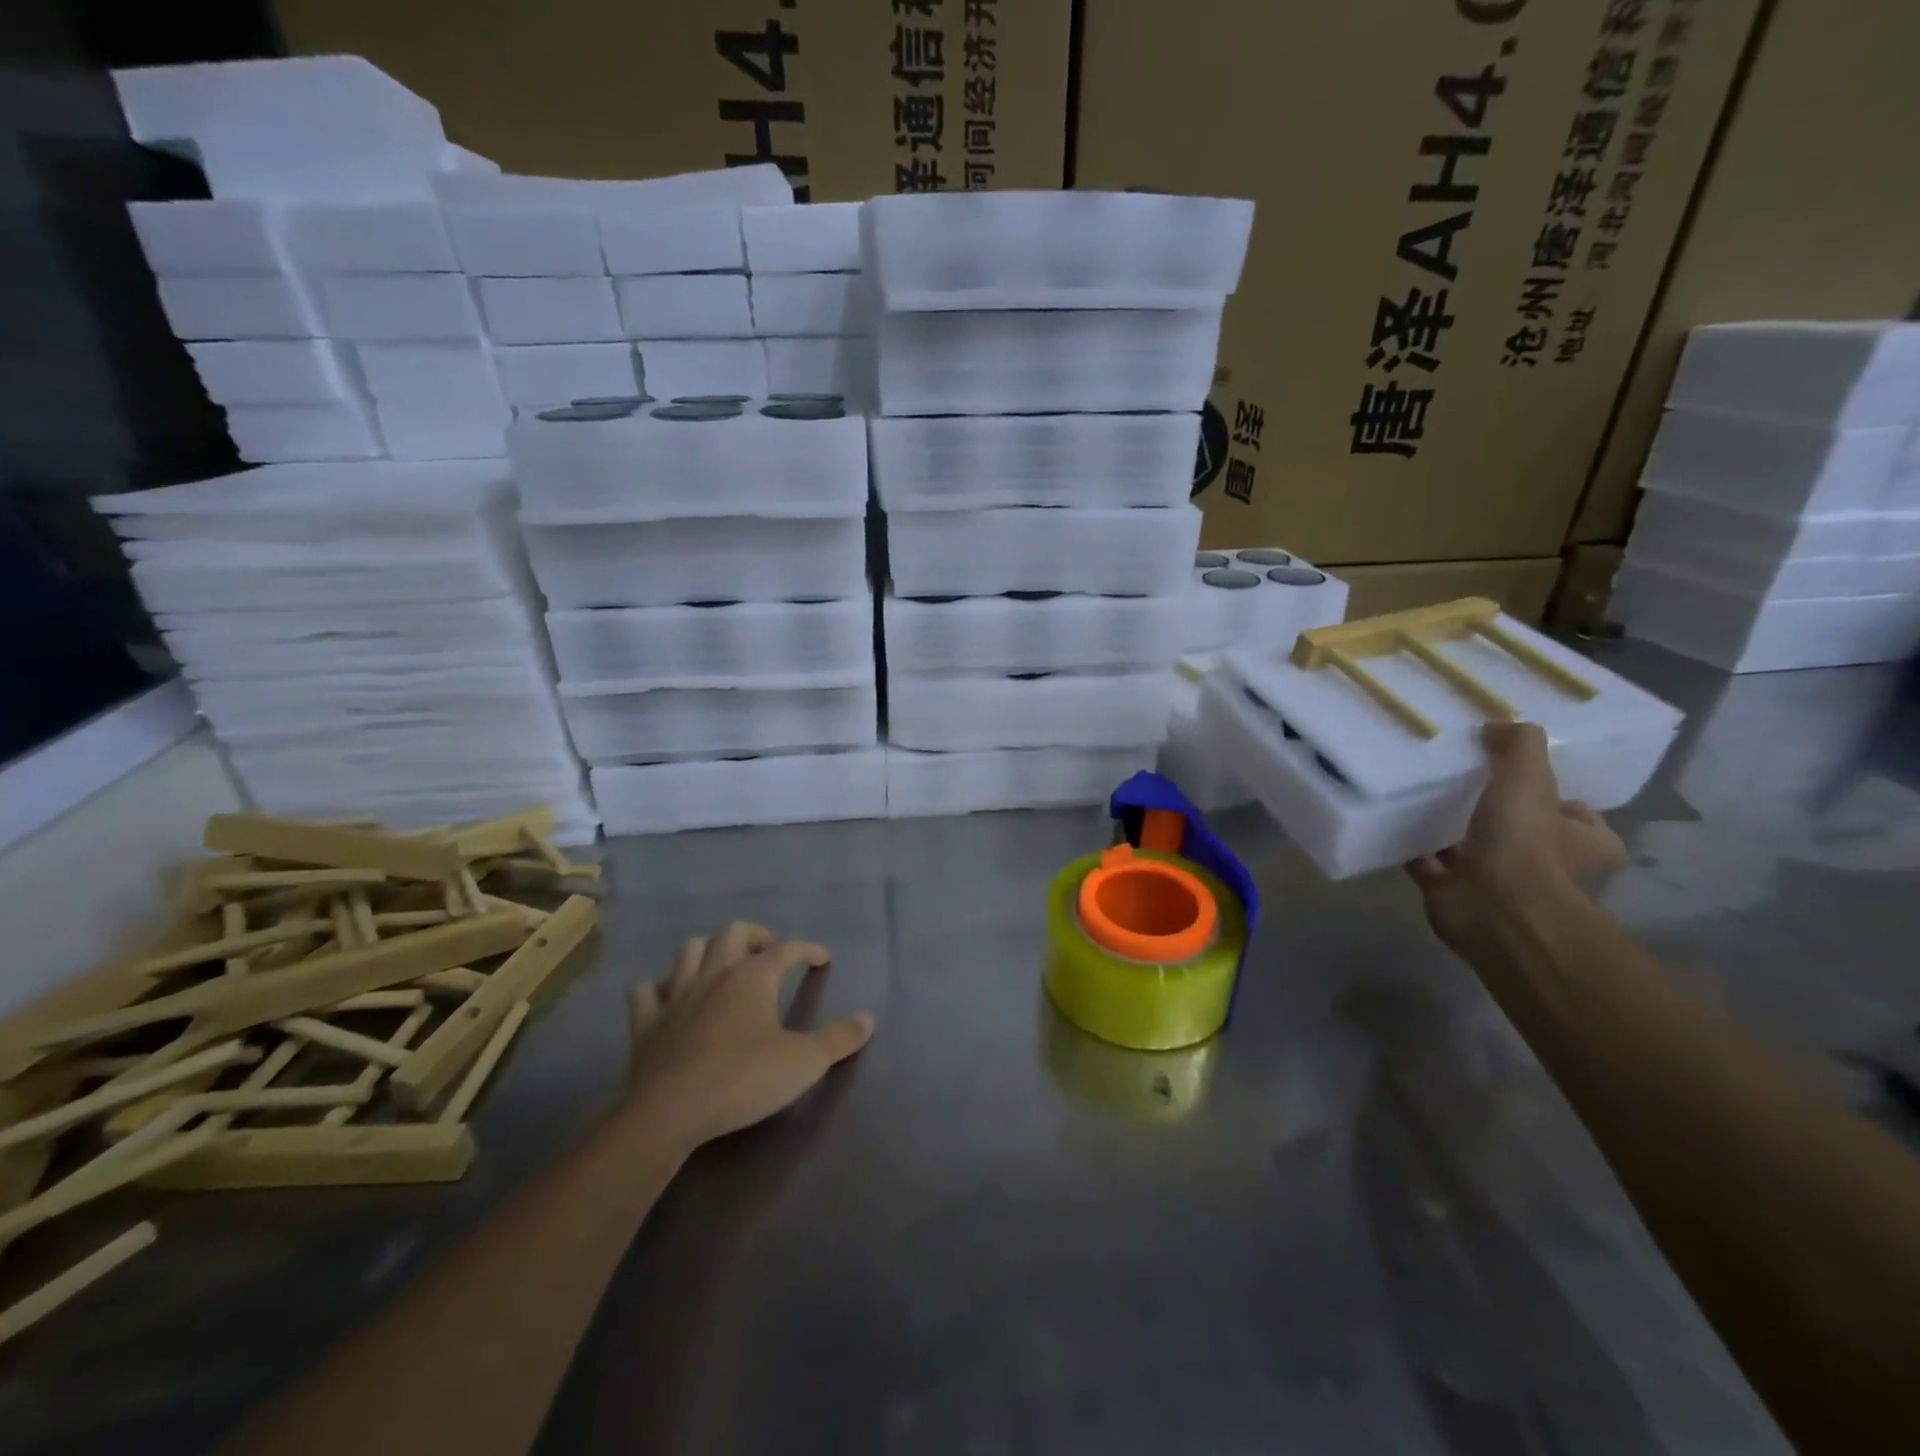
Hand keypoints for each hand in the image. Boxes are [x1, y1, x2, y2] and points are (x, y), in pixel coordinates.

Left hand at [623, 921, 875, 1149]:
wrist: (670, 1112)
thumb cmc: (744, 1080)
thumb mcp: (805, 1062)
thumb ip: (839, 1038)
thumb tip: (868, 1018)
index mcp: (753, 976)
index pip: (786, 948)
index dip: (807, 949)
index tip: (822, 958)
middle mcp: (714, 974)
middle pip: (734, 932)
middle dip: (756, 935)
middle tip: (771, 953)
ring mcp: (676, 995)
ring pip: (690, 950)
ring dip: (709, 950)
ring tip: (724, 966)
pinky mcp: (645, 1023)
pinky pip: (647, 991)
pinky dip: (660, 987)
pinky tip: (671, 997)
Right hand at [1407, 721, 1626, 951]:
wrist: (1495, 910)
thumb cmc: (1526, 845)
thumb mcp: (1530, 780)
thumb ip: (1520, 747)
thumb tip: (1500, 724)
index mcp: (1583, 843)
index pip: (1572, 812)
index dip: (1548, 793)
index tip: (1512, 770)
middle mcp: (1546, 865)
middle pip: (1518, 829)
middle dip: (1491, 810)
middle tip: (1458, 778)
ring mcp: (1499, 883)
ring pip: (1472, 847)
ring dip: (1449, 830)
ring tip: (1418, 795)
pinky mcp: (1455, 894)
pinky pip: (1430, 865)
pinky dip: (1415, 850)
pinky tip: (1393, 824)